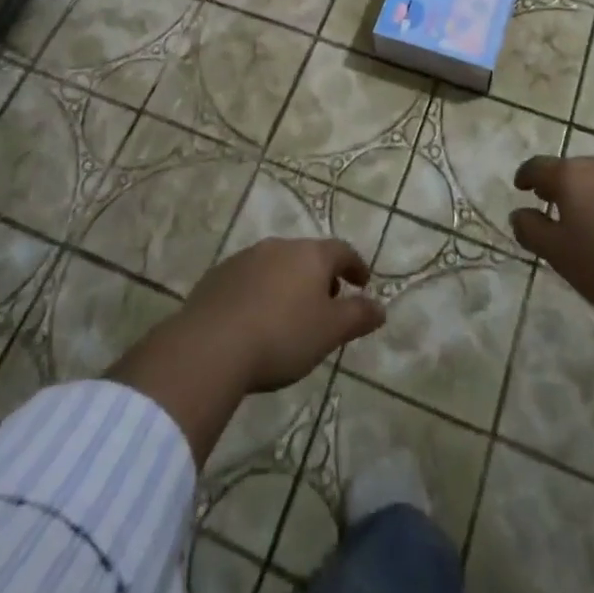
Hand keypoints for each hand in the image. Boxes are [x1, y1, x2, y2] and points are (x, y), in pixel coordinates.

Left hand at [178, 237, 386, 391]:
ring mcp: (246, 257)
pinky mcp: (219, 275)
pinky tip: (256, 319)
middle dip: (321, 276)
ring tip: (291, 314)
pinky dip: (260, 292)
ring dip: (289, 283)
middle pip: (308, 255)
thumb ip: (358, 317)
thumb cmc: (282, 336)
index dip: (356, 266)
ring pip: (277, 265)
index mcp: (310, 255)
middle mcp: (279, 246)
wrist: (211, 346)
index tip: (363, 283)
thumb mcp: (329, 332)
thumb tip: (381, 307)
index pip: (342, 251)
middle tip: (327, 302)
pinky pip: (249, 278)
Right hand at [509, 153, 593, 393]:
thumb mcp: (561, 256)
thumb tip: (518, 213)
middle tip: (559, 212)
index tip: (522, 188)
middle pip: (572, 170)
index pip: (537, 167)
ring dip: (593, 193)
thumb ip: (532, 231)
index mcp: (571, 176)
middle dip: (562, 187)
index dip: (526, 177)